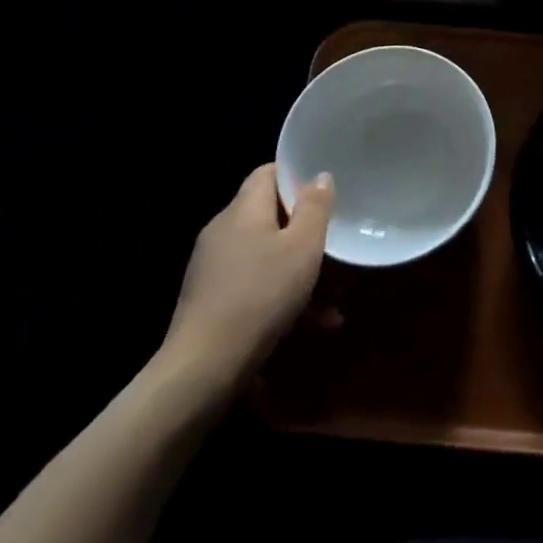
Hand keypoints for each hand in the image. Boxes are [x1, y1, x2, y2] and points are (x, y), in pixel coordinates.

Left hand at [159, 163, 333, 388]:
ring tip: (336, 301)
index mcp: (242, 210)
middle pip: (271, 217)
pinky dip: (284, 297)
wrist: (202, 370)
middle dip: (308, 234)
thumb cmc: (260, 296)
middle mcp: (223, 232)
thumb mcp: (302, 248)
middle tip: (339, 249)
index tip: (327, 190)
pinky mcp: (211, 302)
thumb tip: (319, 176)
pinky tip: (314, 325)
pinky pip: (256, 286)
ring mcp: (214, 269)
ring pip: (268, 256)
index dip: (297, 175)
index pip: (268, 173)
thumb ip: (315, 208)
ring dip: (302, 273)